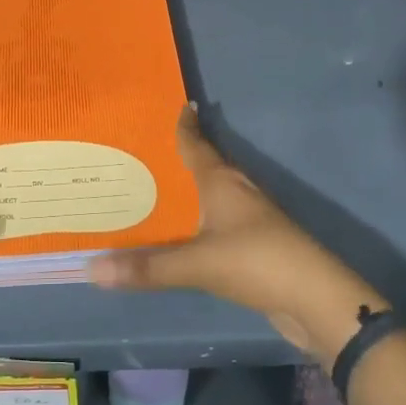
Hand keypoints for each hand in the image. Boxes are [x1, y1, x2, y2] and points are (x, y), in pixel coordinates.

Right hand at [87, 107, 382, 356]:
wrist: (315, 300)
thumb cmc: (256, 261)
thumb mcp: (197, 263)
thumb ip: (146, 267)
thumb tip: (90, 268)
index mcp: (222, 182)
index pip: (197, 144)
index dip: (185, 125)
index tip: (176, 104)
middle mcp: (236, 192)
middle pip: (205, 164)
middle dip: (177, 157)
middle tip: (140, 150)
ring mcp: (248, 218)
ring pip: (210, 194)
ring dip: (186, 190)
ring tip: (150, 189)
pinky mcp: (253, 245)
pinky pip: (214, 222)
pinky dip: (195, 220)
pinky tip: (178, 232)